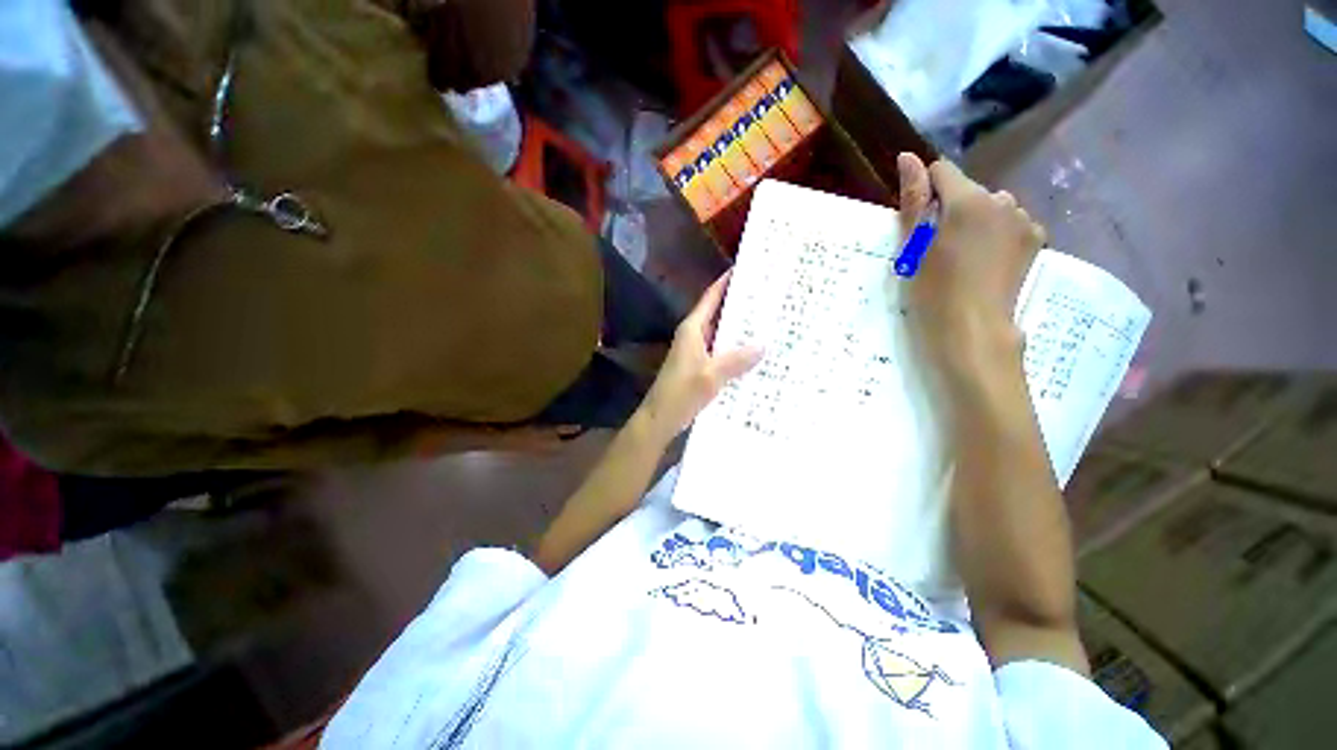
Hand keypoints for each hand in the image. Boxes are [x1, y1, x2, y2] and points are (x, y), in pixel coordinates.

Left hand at [637, 272, 763, 442]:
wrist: (659, 419)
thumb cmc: (680, 394)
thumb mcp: (710, 376)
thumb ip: (735, 361)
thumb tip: (763, 345)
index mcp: (692, 330)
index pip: (711, 297)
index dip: (727, 282)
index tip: (748, 269)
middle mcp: (694, 336)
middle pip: (719, 313)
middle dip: (741, 305)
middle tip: (770, 297)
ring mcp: (697, 352)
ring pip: (722, 333)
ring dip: (741, 329)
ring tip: (770, 322)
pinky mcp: (701, 367)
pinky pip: (722, 351)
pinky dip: (737, 350)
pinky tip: (756, 355)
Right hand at [895, 153, 1045, 373]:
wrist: (971, 329)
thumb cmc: (931, 289)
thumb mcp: (913, 246)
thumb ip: (913, 199)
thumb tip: (907, 157)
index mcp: (968, 200)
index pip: (942, 171)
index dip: (925, 191)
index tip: (919, 222)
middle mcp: (1002, 200)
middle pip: (968, 190)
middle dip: (951, 208)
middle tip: (938, 248)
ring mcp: (1023, 219)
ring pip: (991, 206)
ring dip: (975, 220)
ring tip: (963, 256)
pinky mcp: (1035, 239)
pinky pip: (1010, 222)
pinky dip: (996, 233)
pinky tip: (987, 260)